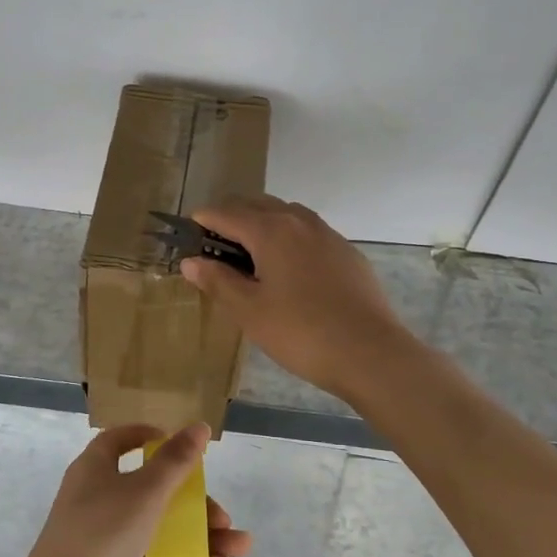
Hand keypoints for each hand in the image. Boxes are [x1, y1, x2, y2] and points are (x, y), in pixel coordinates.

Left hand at [19, 423, 252, 556]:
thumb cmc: (103, 533)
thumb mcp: (146, 491)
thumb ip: (176, 460)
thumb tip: (198, 425)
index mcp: (96, 469)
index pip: (119, 440)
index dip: (148, 437)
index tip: (180, 444)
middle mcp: (98, 499)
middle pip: (154, 490)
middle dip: (195, 504)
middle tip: (223, 518)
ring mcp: (105, 538)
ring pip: (160, 529)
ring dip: (200, 537)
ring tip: (238, 550)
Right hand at [179, 195, 413, 397]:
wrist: (369, 352)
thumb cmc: (300, 332)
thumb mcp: (249, 311)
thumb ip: (218, 281)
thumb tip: (191, 261)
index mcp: (271, 230)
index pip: (226, 212)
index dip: (202, 221)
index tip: (187, 236)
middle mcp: (299, 221)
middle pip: (256, 204)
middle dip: (231, 218)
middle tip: (214, 248)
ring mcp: (328, 234)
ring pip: (286, 214)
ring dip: (262, 224)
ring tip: (250, 256)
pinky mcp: (347, 252)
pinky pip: (309, 232)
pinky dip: (289, 238)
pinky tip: (289, 270)